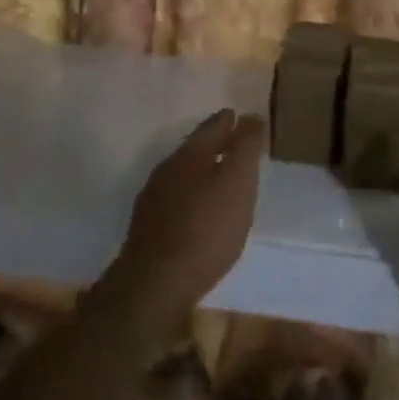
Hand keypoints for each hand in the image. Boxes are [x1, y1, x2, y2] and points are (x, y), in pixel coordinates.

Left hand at [100, 109, 266, 346]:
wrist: (155, 284)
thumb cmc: (206, 230)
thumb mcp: (238, 184)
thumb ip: (246, 148)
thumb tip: (251, 116)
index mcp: (190, 155)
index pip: (211, 127)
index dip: (227, 121)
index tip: (237, 115)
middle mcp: (167, 169)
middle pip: (194, 148)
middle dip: (213, 143)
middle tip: (231, 142)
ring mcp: (153, 198)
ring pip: (182, 173)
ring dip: (200, 170)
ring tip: (218, 176)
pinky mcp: (147, 227)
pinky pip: (174, 198)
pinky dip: (190, 195)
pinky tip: (197, 211)